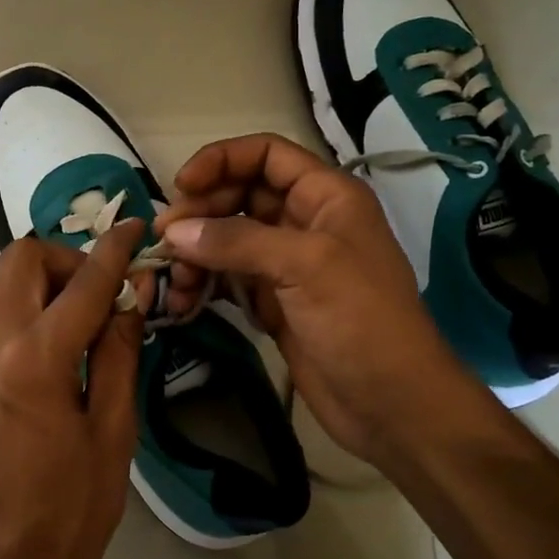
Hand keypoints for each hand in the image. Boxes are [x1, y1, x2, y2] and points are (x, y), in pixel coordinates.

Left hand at [0, 222, 149, 558]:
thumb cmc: (71, 508)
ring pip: (6, 282)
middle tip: (105, 291)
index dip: (115, 250)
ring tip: (89, 317)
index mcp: (35, 359)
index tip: (138, 228)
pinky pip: (0, 313)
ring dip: (48, 280)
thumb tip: (129, 300)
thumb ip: (118, 354)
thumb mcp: (113, 431)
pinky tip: (63, 342)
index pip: (82, 282)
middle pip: (22, 258)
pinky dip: (33, 305)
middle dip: (68, 257)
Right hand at [156, 134, 476, 468]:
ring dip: (196, 254)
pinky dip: (204, 285)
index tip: (181, 187)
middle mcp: (305, 222)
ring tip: (174, 282)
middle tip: (166, 241)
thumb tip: (175, 231)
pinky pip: (228, 280)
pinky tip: (183, 303)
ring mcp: (288, 265)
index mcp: (326, 196)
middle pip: (240, 196)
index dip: (221, 161)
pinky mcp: (274, 303)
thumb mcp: (305, 266)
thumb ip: (237, 241)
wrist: (392, 404)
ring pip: (228, 240)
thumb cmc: (361, 320)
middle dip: (201, 213)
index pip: (266, 155)